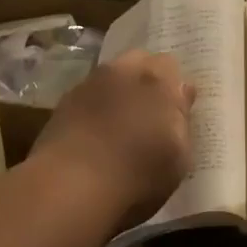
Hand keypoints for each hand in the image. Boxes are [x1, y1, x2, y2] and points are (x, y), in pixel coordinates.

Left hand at [34, 50, 195, 222]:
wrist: (71, 185)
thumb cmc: (138, 174)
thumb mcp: (179, 156)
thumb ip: (182, 118)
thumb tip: (182, 91)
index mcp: (157, 80)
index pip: (171, 66)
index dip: (174, 86)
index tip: (176, 110)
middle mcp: (122, 71)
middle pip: (139, 62)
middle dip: (146, 79)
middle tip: (150, 111)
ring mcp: (89, 84)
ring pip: (110, 77)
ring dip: (117, 91)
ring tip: (120, 124)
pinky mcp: (63, 103)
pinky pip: (87, 96)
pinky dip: (94, 108)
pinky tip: (94, 133)